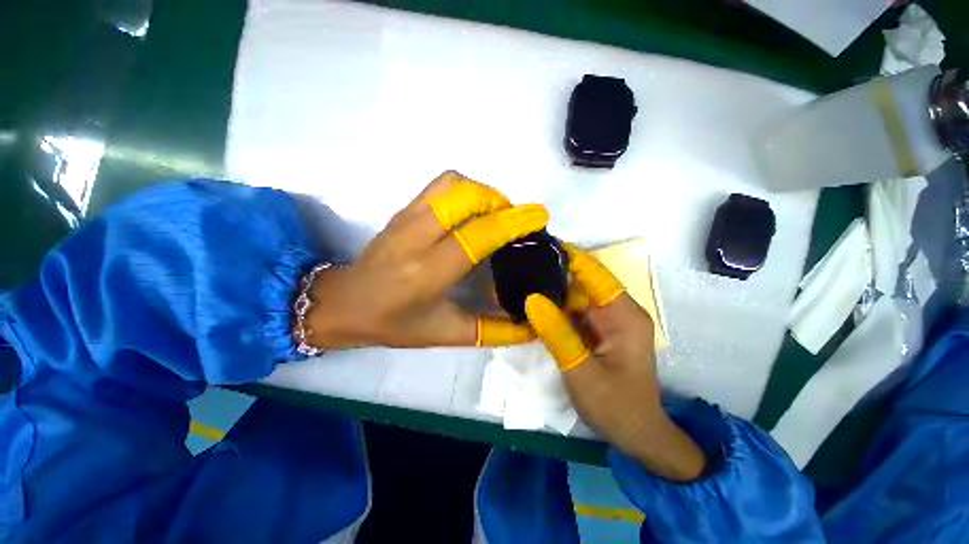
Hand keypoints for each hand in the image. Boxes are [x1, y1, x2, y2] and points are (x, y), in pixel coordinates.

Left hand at [305, 171, 546, 348]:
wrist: (346, 303)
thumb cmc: (395, 324)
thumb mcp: (447, 333)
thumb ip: (492, 331)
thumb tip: (530, 326)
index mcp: (428, 271)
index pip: (477, 235)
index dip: (512, 222)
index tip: (539, 217)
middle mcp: (416, 236)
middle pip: (466, 196)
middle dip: (501, 202)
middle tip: (515, 222)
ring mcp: (406, 217)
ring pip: (454, 183)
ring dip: (484, 193)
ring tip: (496, 214)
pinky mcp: (403, 209)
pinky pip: (441, 185)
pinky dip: (466, 189)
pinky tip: (472, 212)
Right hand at [525, 247, 706, 480]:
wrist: (636, 435)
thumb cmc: (616, 406)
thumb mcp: (582, 371)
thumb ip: (557, 334)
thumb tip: (532, 298)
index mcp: (623, 315)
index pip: (594, 273)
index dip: (569, 256)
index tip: (539, 244)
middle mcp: (618, 311)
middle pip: (583, 282)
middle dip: (554, 272)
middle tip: (521, 264)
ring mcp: (608, 320)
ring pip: (576, 296)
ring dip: (552, 290)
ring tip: (521, 279)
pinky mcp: (598, 330)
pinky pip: (574, 311)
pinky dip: (555, 307)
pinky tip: (533, 304)